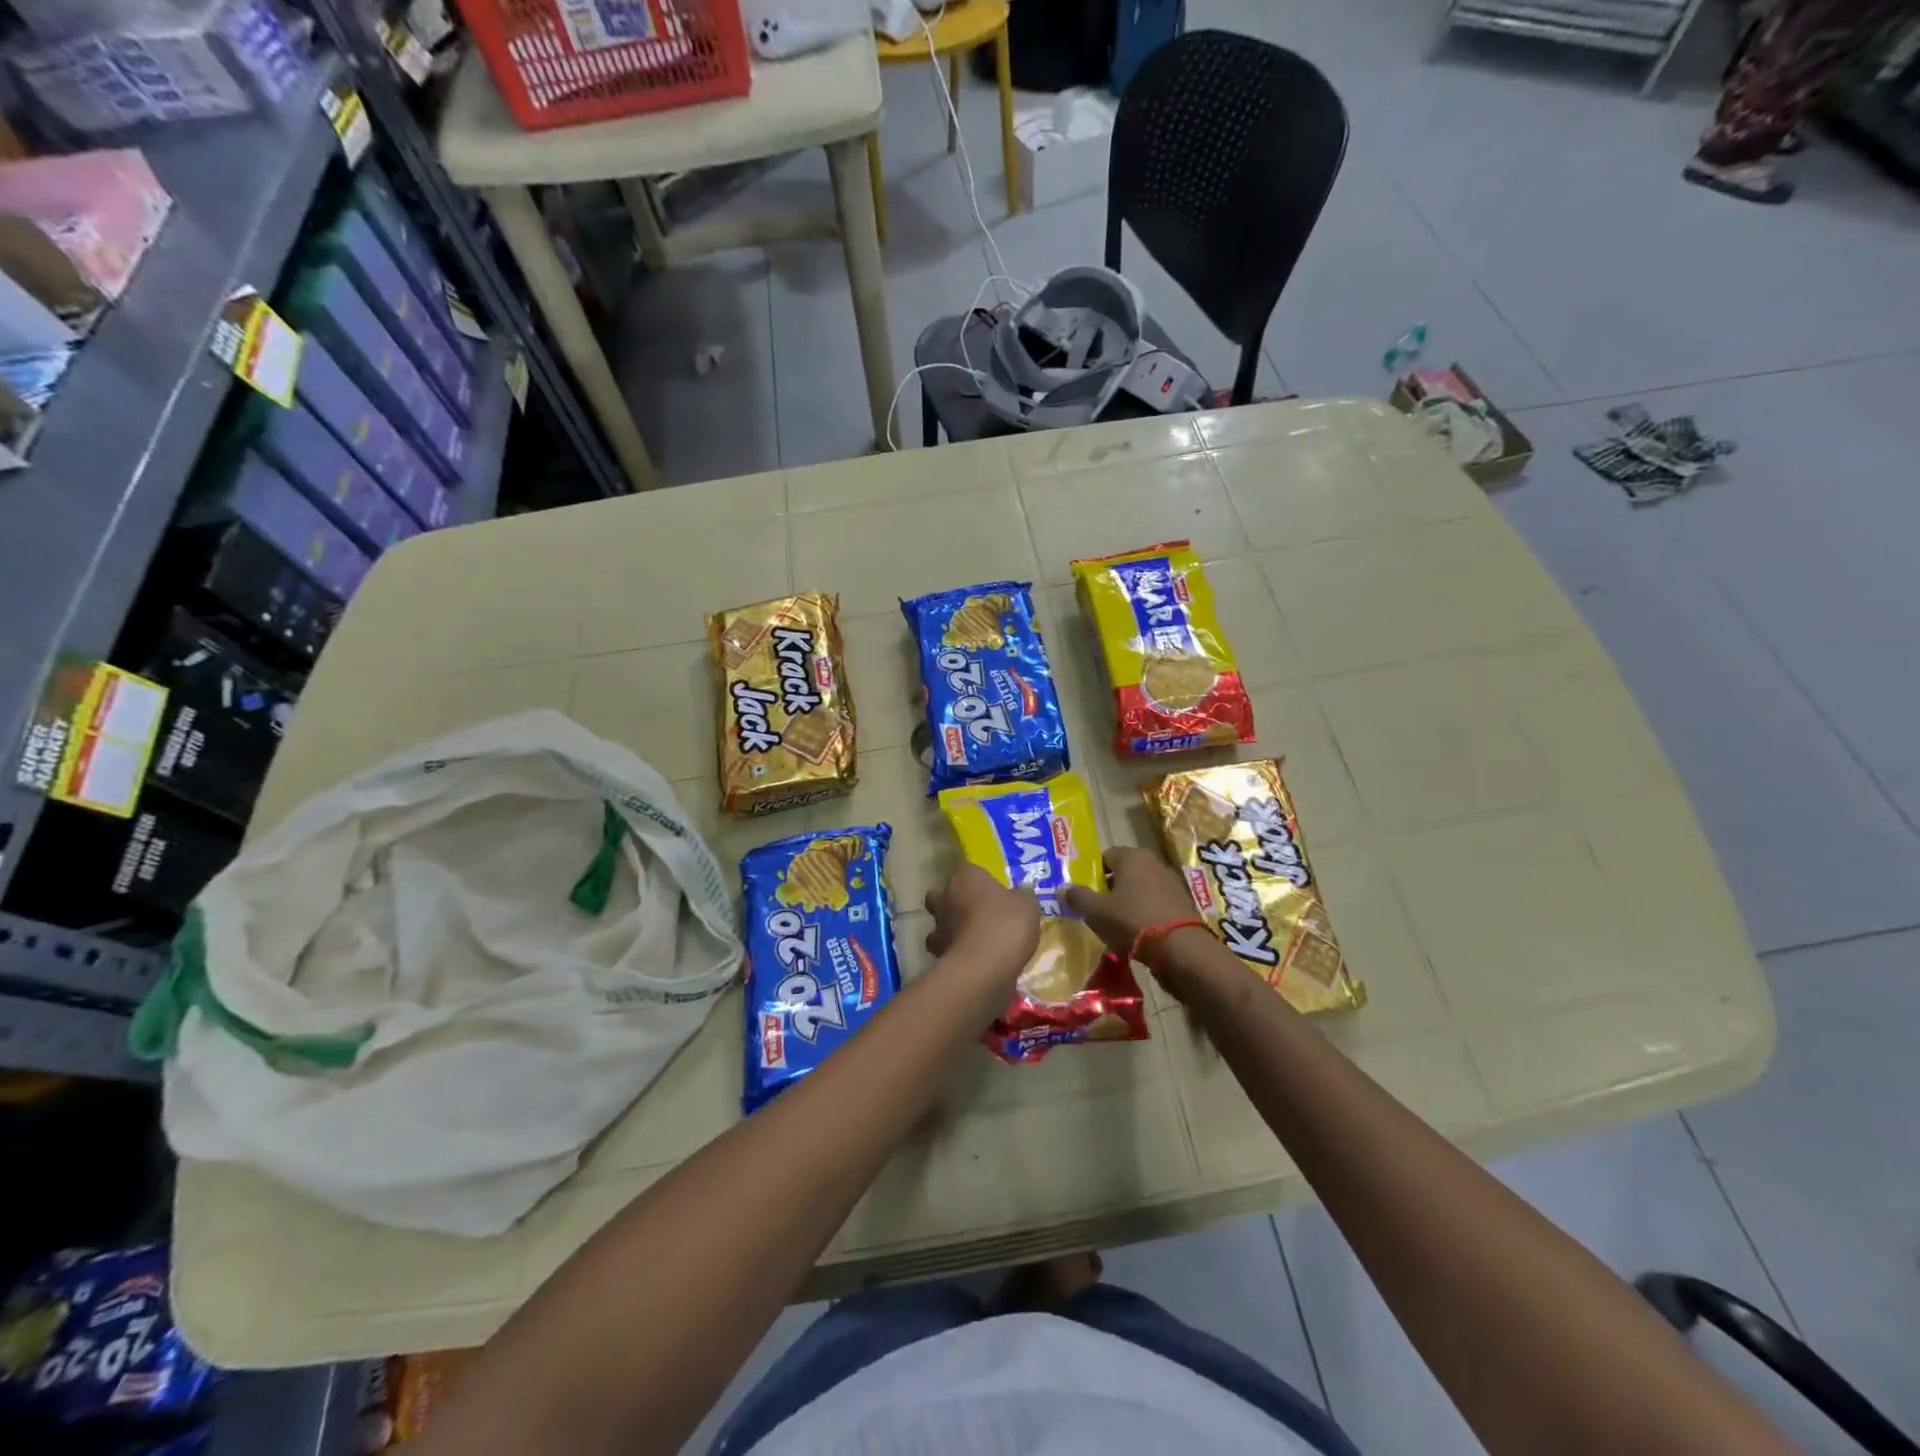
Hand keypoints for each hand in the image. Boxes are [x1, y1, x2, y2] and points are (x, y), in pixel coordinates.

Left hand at [924, 864, 1040, 985]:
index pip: (966, 869)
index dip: (978, 880)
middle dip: (955, 902)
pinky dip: (955, 952)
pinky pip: (946, 949)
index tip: (992, 891)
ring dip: (952, 929)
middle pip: (943, 894)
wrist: (984, 967)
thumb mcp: (1027, 905)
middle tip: (978, 913)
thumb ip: (1022, 896)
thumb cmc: (1006, 924)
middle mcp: (944, 897)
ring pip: (940, 923)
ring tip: (975, 940)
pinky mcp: (937, 954)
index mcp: (965, 877)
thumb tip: (1022, 892)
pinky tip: (974, 960)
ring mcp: (937, 927)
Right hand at [1063, 848, 1215, 999]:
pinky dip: (1146, 912)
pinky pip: (1157, 902)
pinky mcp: (1184, 903)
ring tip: (1117, 923)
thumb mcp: (1096, 912)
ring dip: (1129, 900)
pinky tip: (1139, 932)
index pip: (1105, 856)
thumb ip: (1077, 897)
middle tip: (1098, 909)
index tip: (1085, 893)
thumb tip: (1062, 888)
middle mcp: (1154, 862)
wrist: (1180, 949)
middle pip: (1124, 871)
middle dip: (1110, 887)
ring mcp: (1172, 882)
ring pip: (1142, 887)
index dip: (1092, 873)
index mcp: (1132, 856)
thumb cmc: (1132, 921)